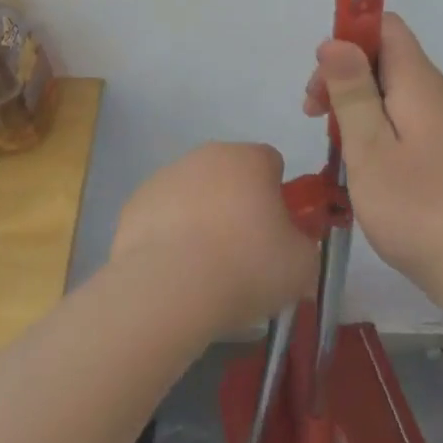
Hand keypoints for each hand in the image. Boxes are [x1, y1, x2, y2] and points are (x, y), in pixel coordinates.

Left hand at [111, 142, 318, 327]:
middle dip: (239, 204)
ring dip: (203, 218)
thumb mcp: (301, 265)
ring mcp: (168, 175)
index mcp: (250, 158)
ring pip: (195, 193)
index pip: (272, 163)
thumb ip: (305, 245)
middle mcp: (208, 155)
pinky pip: (164, 214)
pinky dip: (171, 234)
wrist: (169, 287)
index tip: (277, 232)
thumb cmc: (246, 267)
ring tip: (206, 269)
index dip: (278, 196)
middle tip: (244, 253)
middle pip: (231, 175)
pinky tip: (175, 269)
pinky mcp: (137, 201)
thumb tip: (295, 246)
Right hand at [304, 14, 442, 296]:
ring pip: (389, 87)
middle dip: (343, 73)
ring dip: (354, 101)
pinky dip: (372, 123)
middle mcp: (433, 91)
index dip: (349, 35)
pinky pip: (400, 114)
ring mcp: (441, 120)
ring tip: (332, 141)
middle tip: (315, 114)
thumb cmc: (416, 205)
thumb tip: (335, 41)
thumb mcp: (369, 146)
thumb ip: (352, 90)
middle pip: (384, 55)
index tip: (322, 73)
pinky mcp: (441, 146)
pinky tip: (358, 158)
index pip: (384, 26)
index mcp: (418, 81)